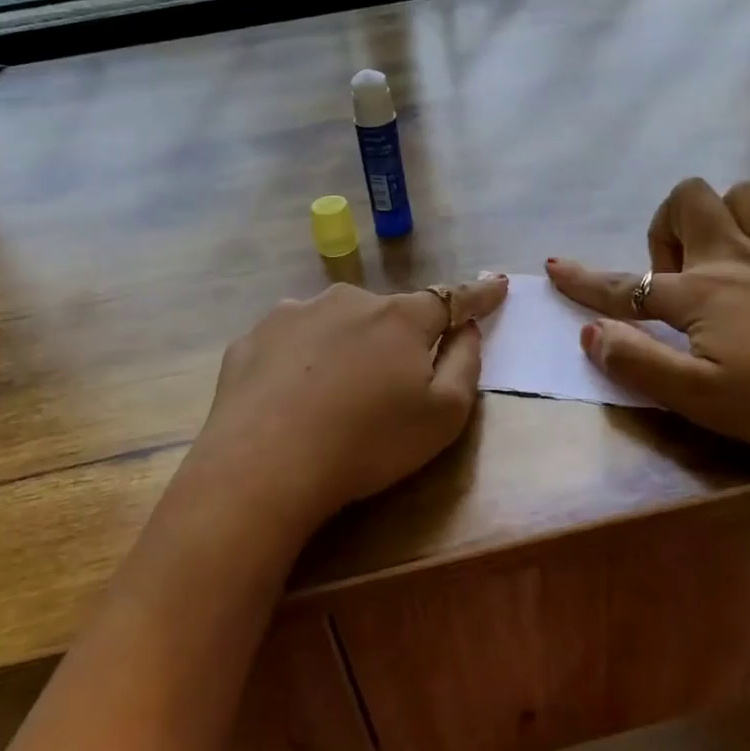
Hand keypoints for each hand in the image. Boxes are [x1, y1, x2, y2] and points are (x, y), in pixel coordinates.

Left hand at [185, 275, 509, 542]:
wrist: (264, 466)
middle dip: (396, 337)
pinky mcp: (252, 338)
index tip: (497, 284)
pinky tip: (289, 397)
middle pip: (386, 314)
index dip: (478, 294)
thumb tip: (466, 328)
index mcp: (400, 319)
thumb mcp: (444, 417)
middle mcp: (347, 301)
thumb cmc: (369, 443)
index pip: (451, 299)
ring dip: (344, 346)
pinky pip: (290, 341)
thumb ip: (465, 364)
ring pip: (334, 323)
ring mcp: (294, 314)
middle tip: (388, 384)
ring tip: (332, 396)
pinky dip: (299, 360)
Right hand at [547, 180, 749, 468]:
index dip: (584, 280)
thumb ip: (639, 364)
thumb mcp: (701, 399)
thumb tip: (590, 334)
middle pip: (688, 201)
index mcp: (701, 295)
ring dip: (725, 214)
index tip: (553, 268)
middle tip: (676, 280)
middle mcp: (739, 260)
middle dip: (665, 227)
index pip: (625, 286)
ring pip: (747, 192)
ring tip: (726, 258)